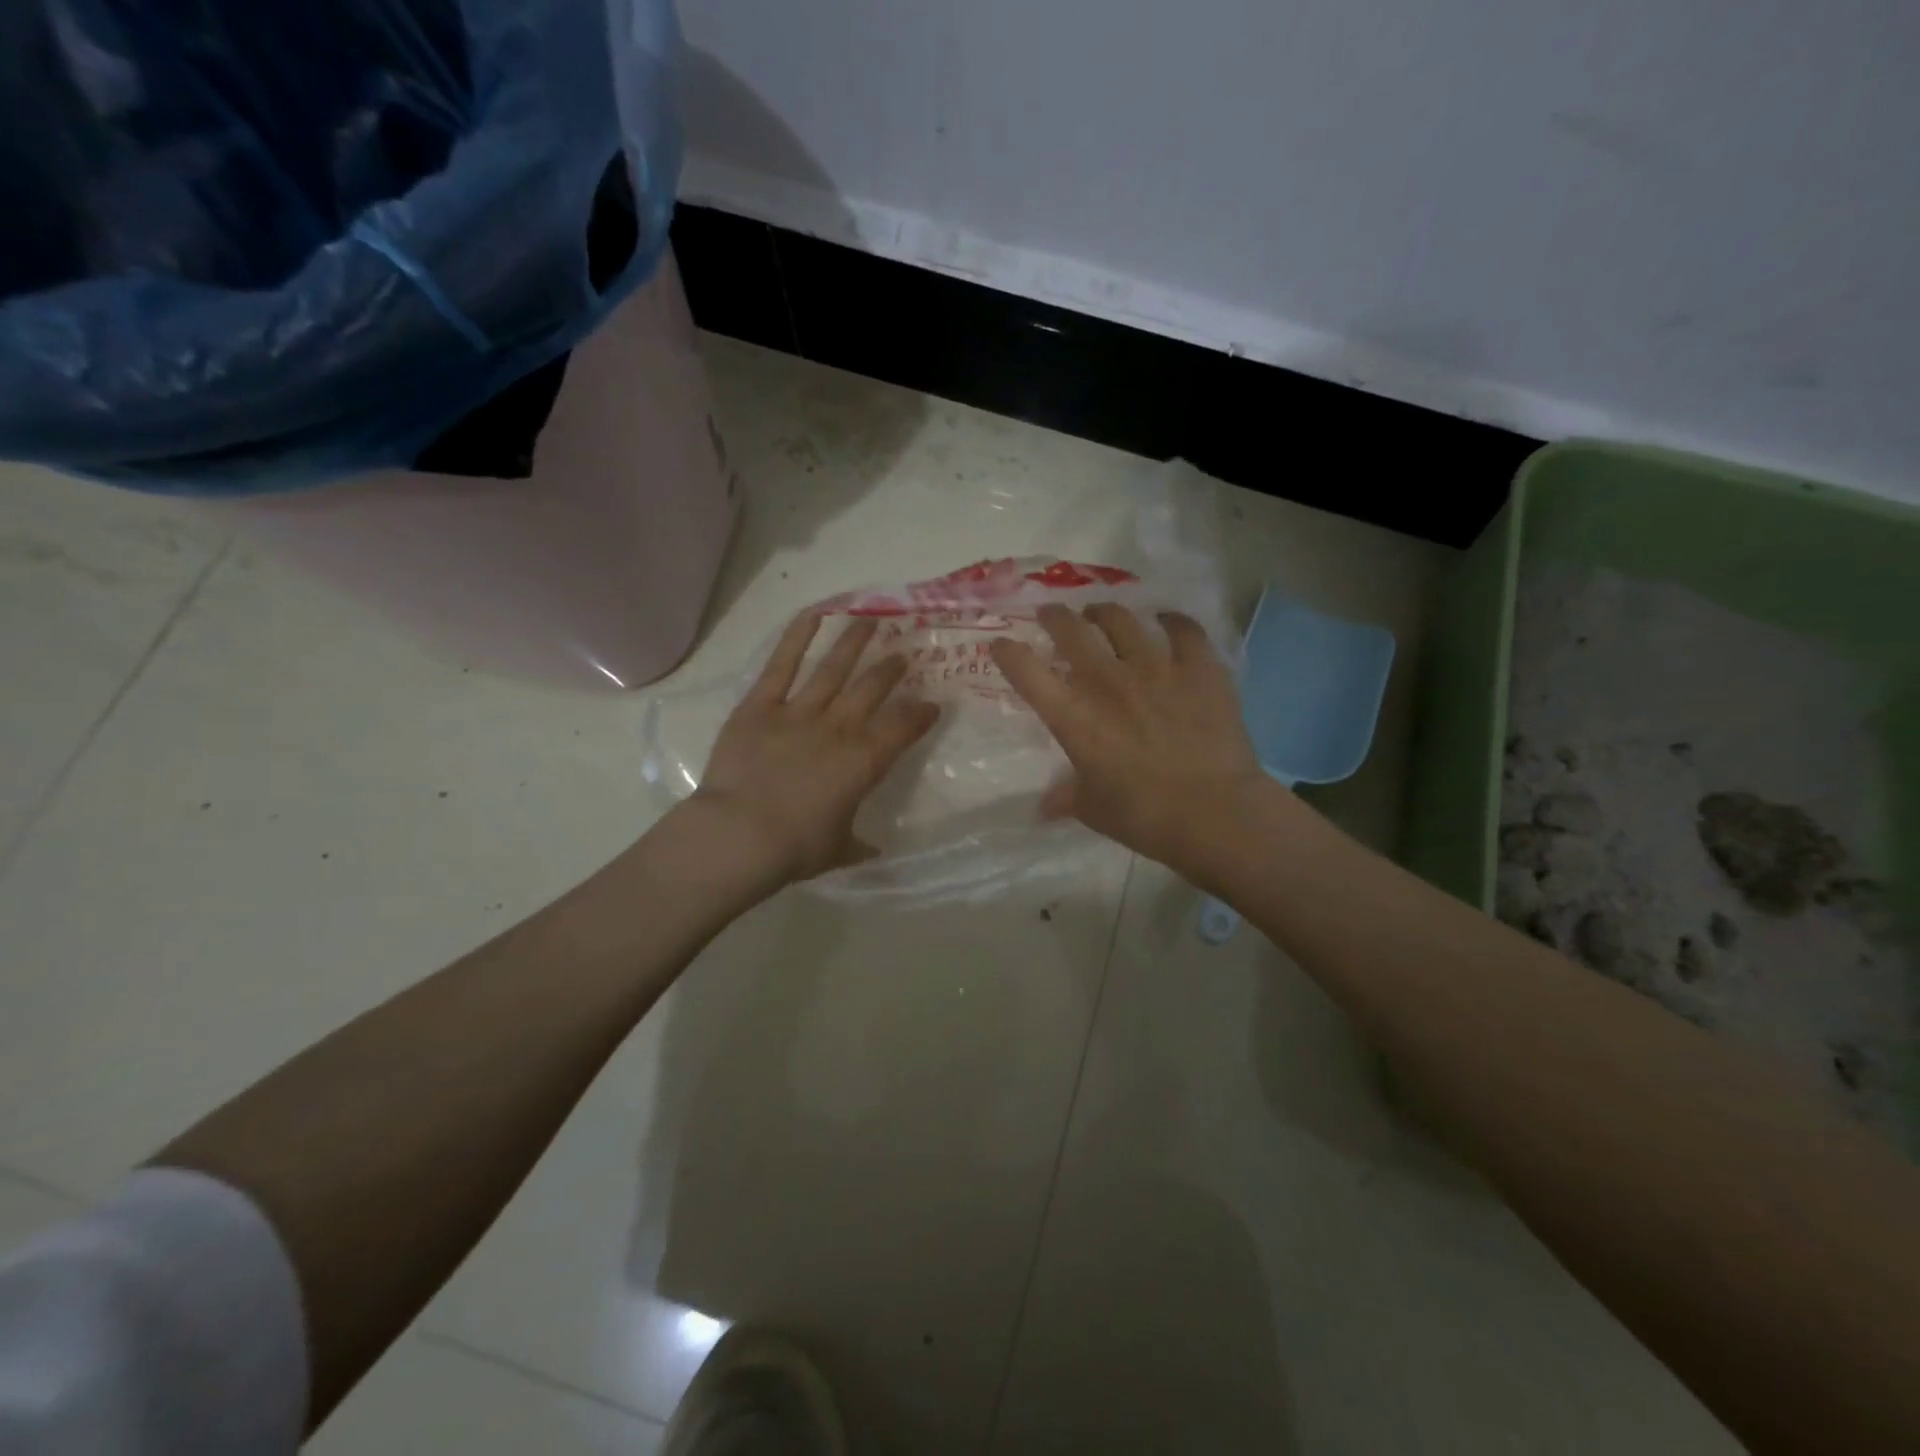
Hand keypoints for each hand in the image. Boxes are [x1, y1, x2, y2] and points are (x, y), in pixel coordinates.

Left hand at [692, 613, 939, 884]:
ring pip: (834, 668)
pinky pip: (781, 666)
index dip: (920, 714)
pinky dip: (797, 638)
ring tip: (871, 621)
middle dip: (892, 669)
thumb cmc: (795, 848)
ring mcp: (798, 712)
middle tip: (903, 654)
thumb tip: (871, 850)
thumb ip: (856, 844)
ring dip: (855, 643)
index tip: (931, 705)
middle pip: (872, 688)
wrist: (740, 835)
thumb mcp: (836, 850)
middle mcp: (839, 728)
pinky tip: (815, 613)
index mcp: (864, 761)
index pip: (903, 727)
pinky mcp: (760, 706)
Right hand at [989, 603, 1267, 875]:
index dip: (1009, 653)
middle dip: (1055, 616)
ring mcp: (1156, 668)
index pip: (1027, 672)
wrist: (1215, 813)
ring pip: (1122, 620)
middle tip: (1052, 615)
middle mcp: (1107, 681)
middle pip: (1071, 630)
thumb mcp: (1093, 810)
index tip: (1002, 645)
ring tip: (1101, 614)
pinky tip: (1166, 621)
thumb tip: (1045, 806)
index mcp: (1074, 717)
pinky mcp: (1199, 667)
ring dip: (1105, 613)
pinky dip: (1171, 621)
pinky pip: (1183, 628)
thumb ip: (1066, 798)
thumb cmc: (1144, 817)